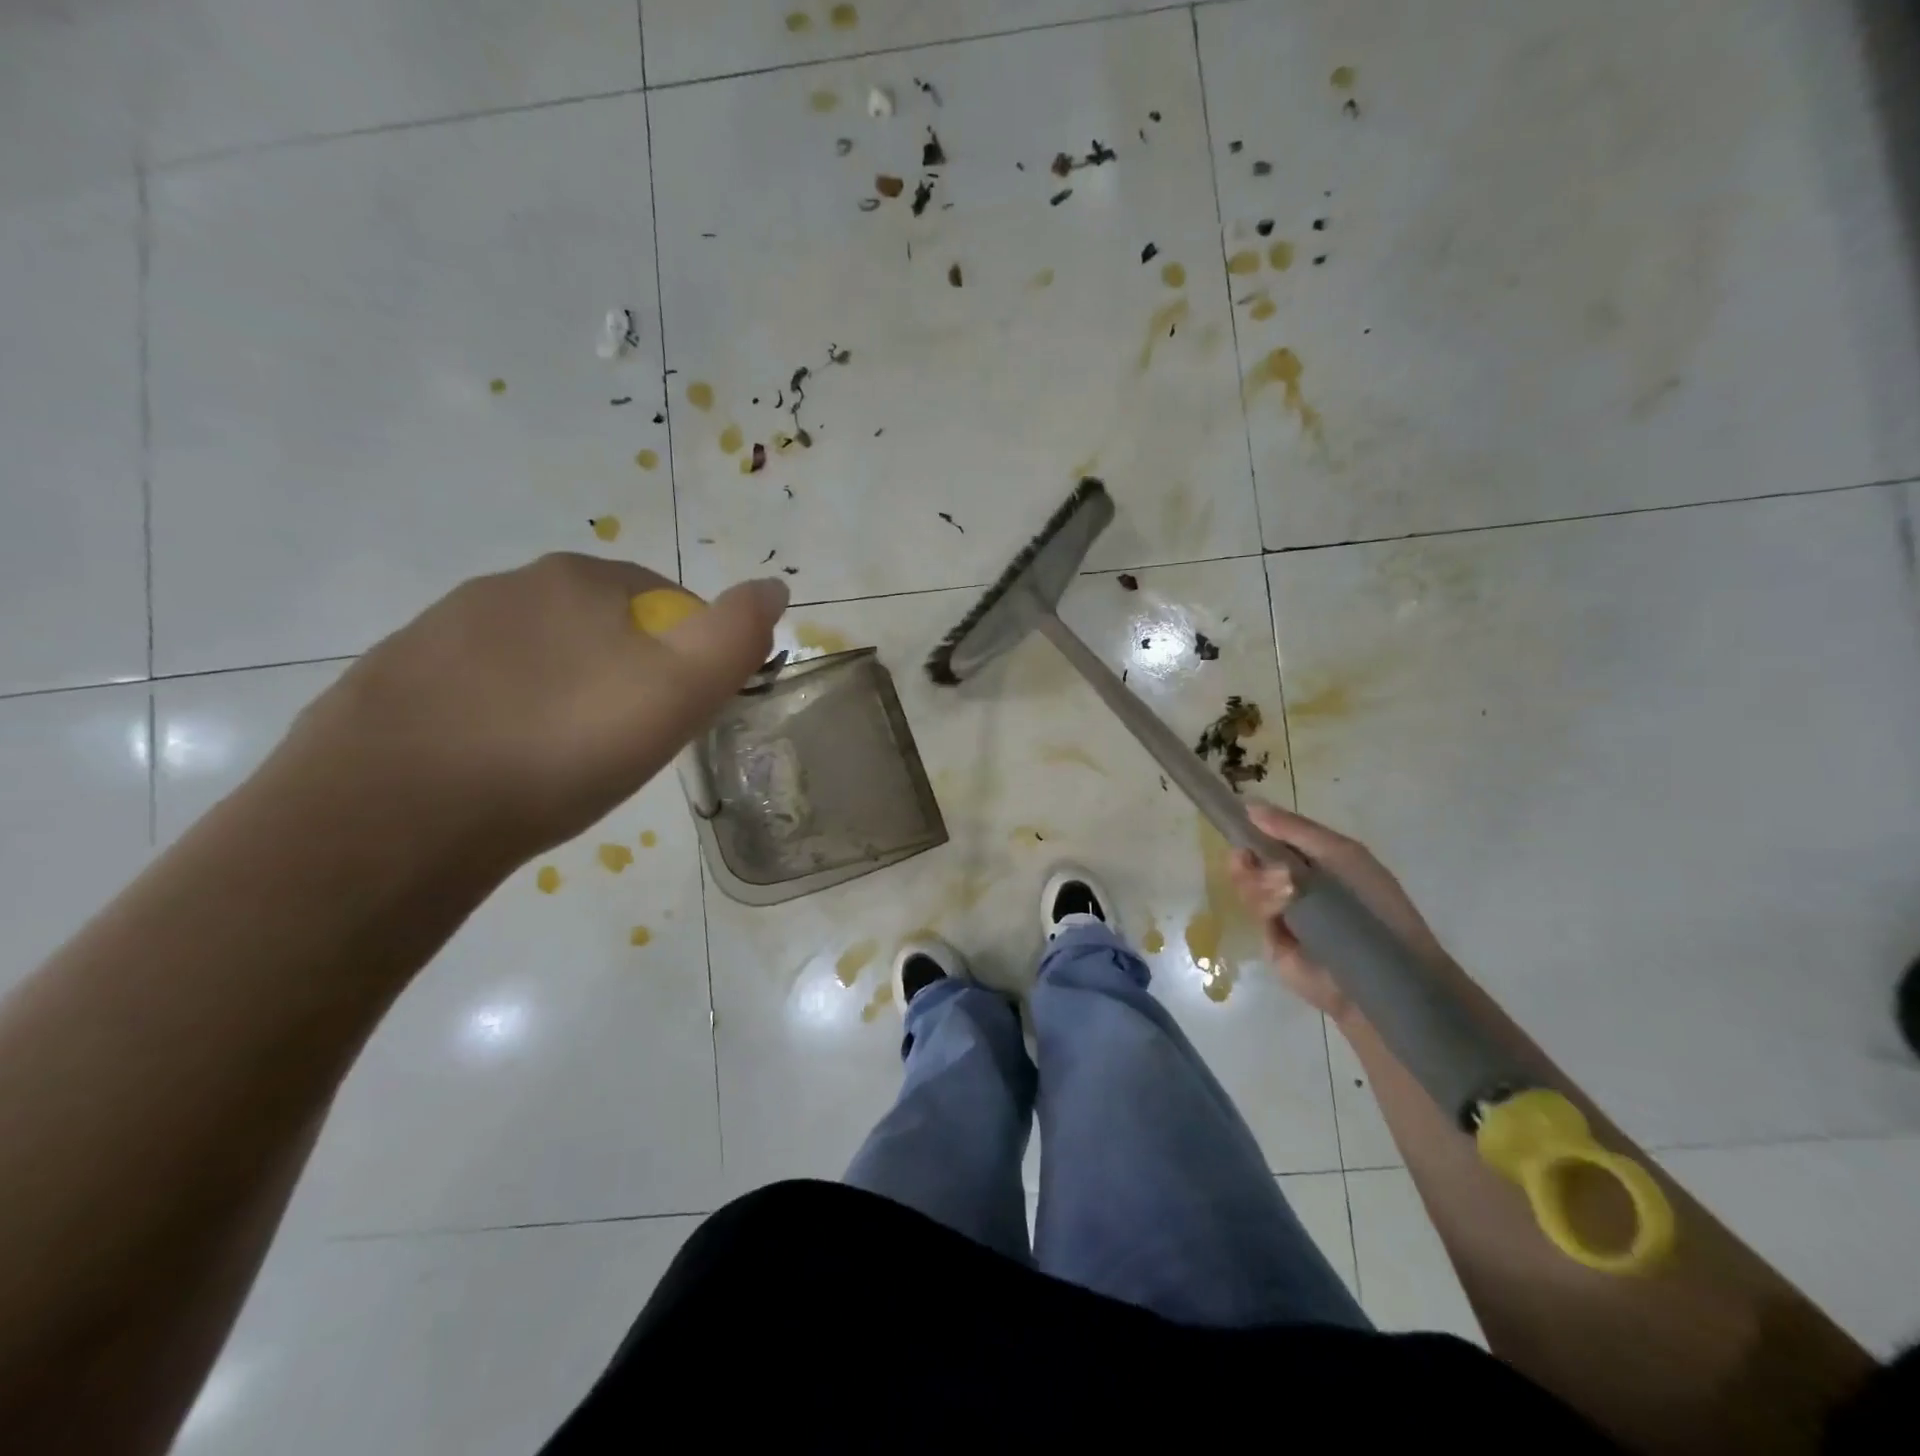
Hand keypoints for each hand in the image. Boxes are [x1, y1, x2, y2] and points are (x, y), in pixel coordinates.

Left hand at [276, 554, 786, 870]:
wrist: (396, 813)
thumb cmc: (563, 745)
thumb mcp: (680, 691)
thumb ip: (736, 634)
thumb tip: (773, 586)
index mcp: (582, 578)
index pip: (668, 603)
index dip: (689, 658)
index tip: (681, 715)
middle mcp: (510, 584)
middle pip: (602, 626)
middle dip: (626, 672)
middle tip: (628, 742)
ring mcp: (442, 628)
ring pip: (540, 655)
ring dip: (565, 691)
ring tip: (564, 759)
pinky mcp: (396, 677)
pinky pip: (479, 687)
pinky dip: (504, 713)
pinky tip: (501, 763)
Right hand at [1226, 800, 1450, 1022]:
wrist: (1384, 970)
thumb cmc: (1373, 903)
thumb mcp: (1340, 853)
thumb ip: (1296, 829)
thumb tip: (1249, 806)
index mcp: (1313, 859)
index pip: (1273, 836)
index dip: (1255, 827)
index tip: (1239, 818)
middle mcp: (1291, 882)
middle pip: (1252, 858)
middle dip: (1247, 853)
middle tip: (1245, 855)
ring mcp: (1279, 911)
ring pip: (1247, 883)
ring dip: (1259, 879)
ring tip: (1283, 888)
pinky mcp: (1268, 939)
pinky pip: (1253, 911)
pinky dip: (1263, 902)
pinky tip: (1280, 905)